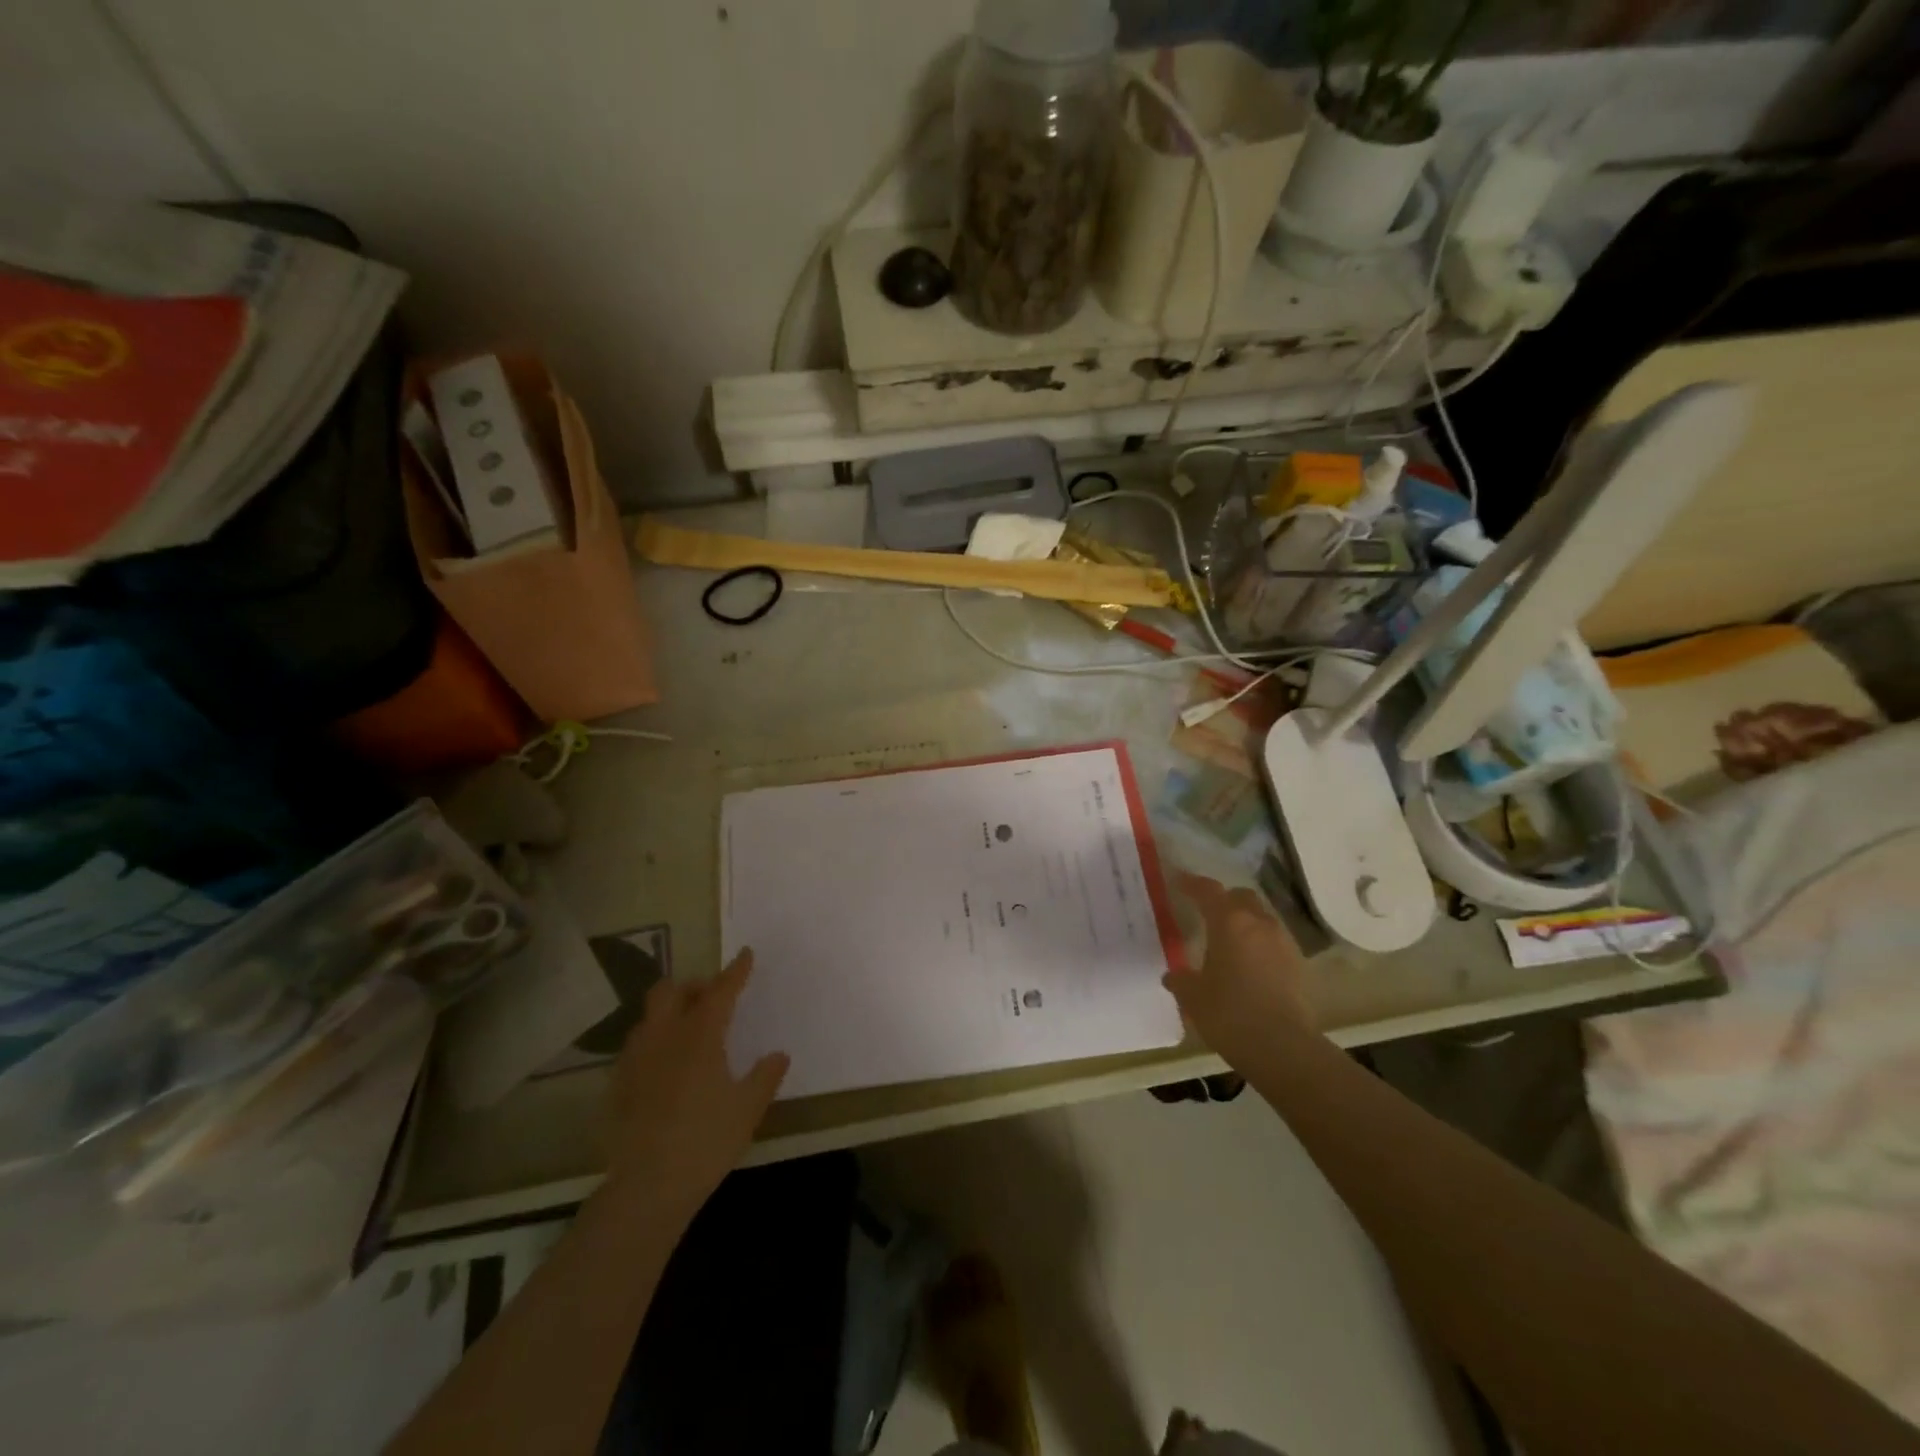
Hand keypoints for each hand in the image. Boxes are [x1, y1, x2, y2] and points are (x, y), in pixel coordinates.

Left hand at [603, 950, 788, 1210]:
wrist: (646, 1187)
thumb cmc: (706, 1140)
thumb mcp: (748, 1108)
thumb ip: (765, 1076)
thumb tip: (778, 1055)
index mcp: (700, 1035)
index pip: (720, 990)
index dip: (735, 971)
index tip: (745, 954)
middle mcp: (664, 1036)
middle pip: (671, 990)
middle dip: (692, 987)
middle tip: (711, 1000)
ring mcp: (636, 1059)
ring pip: (650, 1017)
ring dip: (670, 1013)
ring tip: (688, 1033)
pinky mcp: (617, 1085)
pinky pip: (637, 1047)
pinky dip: (655, 1043)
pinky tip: (666, 1069)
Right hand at [1165, 874, 1313, 1067]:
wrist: (1283, 1047)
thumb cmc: (1230, 1014)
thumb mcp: (1193, 997)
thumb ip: (1180, 979)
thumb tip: (1173, 975)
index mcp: (1229, 922)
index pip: (1208, 890)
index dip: (1192, 884)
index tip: (1179, 882)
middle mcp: (1259, 923)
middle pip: (1241, 896)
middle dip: (1223, 899)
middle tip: (1206, 912)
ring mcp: (1283, 942)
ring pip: (1261, 917)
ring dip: (1244, 920)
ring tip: (1228, 940)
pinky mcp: (1298, 963)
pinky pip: (1274, 940)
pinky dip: (1259, 942)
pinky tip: (1249, 963)